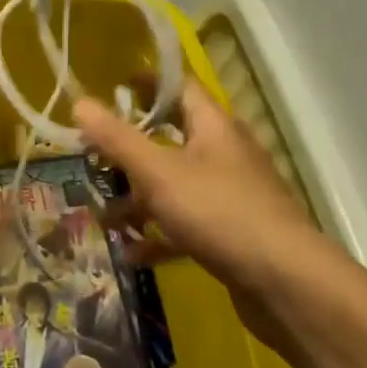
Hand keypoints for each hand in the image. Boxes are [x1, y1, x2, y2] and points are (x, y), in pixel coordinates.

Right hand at [75, 81, 347, 338]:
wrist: (287, 284)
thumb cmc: (219, 212)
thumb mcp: (157, 172)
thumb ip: (116, 139)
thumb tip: (79, 102)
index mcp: (213, 127)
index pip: (180, 87)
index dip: (147, 83)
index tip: (113, 87)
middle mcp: (225, 154)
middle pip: (173, 137)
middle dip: (131, 149)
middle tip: (95, 156)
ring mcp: (231, 195)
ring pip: (175, 185)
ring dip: (139, 199)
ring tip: (105, 217)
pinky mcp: (232, 233)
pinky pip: (187, 223)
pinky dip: (159, 234)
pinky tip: (132, 253)